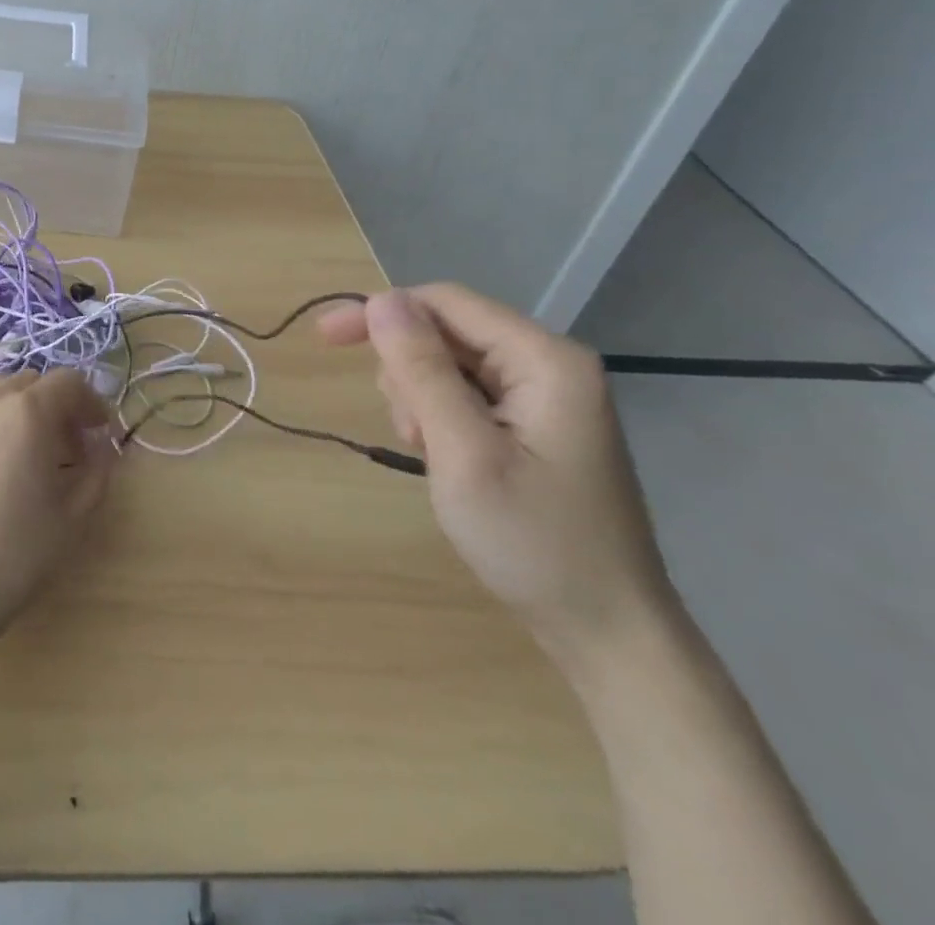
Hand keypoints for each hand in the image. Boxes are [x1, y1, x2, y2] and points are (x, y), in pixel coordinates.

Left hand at [0, 368, 115, 668]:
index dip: (91, 403)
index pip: (68, 382)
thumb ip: (97, 471)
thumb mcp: (73, 517)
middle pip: (30, 382)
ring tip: (26, 453)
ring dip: (19, 410)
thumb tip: (102, 447)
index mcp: (27, 412)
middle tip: (68, 447)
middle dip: (56, 405)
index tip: (99, 434)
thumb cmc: (13, 555)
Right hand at [318, 284, 678, 671]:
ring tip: (434, 457)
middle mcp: (549, 364)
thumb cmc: (534, 542)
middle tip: (413, 435)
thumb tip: (381, 300)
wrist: (608, 634)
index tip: (325, 338)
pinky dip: (441, 421)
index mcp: (544, 359)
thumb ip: (421, 370)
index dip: (381, 312)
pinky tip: (449, 461)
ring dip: (422, 402)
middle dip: (409, 374)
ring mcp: (545, 397)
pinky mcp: (536, 425)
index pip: (445, 302)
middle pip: (446, 333)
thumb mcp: (464, 452)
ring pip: (449, 366)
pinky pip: (467, 397)